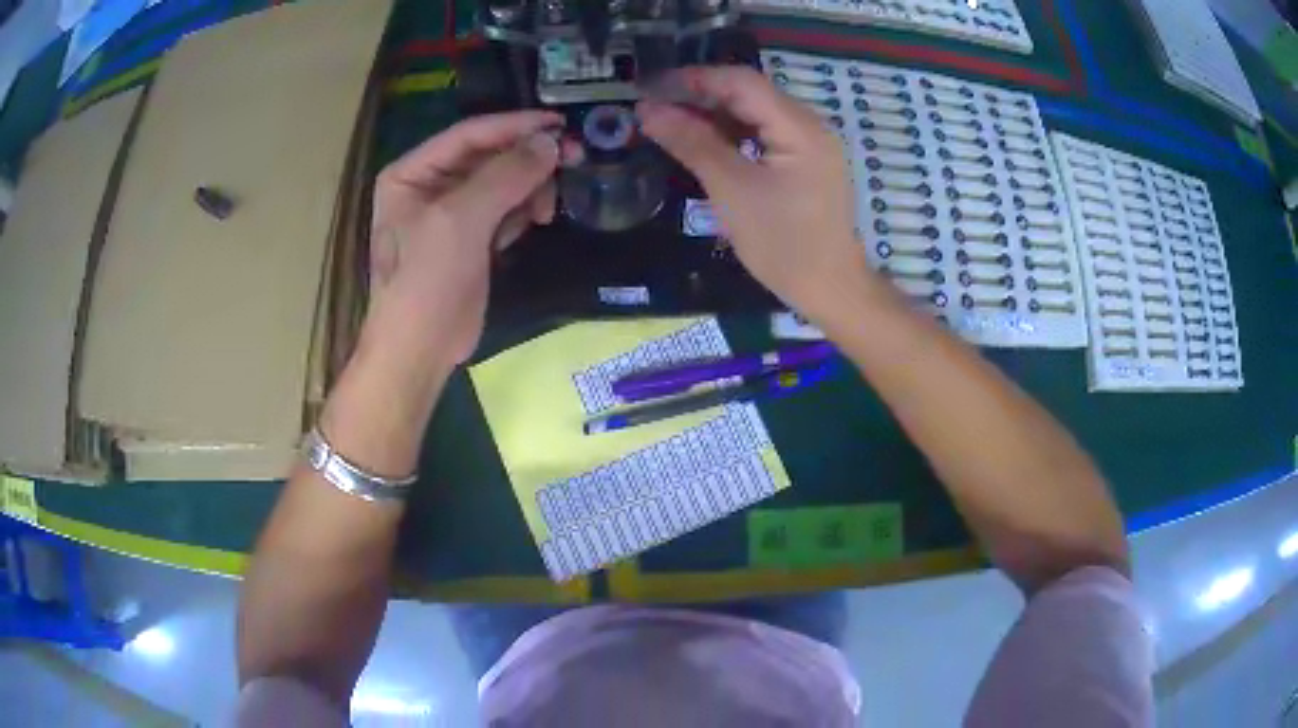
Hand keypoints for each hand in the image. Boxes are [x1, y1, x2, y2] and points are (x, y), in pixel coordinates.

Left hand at [367, 111, 563, 365]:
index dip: (515, 125)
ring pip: (503, 182)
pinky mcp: (472, 238)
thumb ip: (506, 175)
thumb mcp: (460, 221)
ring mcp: (451, 212)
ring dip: (530, 188)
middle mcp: (429, 185)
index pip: (469, 134)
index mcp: (412, 172)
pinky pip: (506, 209)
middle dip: (528, 159)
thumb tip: (551, 142)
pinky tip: (534, 222)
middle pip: (489, 156)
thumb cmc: (425, 281)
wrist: (420, 349)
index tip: (560, 123)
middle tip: (572, 159)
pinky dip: (523, 210)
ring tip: (547, 208)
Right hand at [637, 66, 874, 316]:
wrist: (830, 289)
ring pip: (754, 114)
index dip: (693, 78)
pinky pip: (763, 135)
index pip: (741, 82)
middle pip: (749, 94)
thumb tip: (648, 110)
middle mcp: (809, 125)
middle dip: (700, 95)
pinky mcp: (805, 162)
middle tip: (653, 106)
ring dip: (713, 115)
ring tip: (669, 122)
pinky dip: (731, 135)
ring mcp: (810, 144)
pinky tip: (702, 142)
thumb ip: (691, 143)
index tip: (649, 86)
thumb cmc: (783, 244)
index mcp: (800, 127)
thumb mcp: (732, 190)